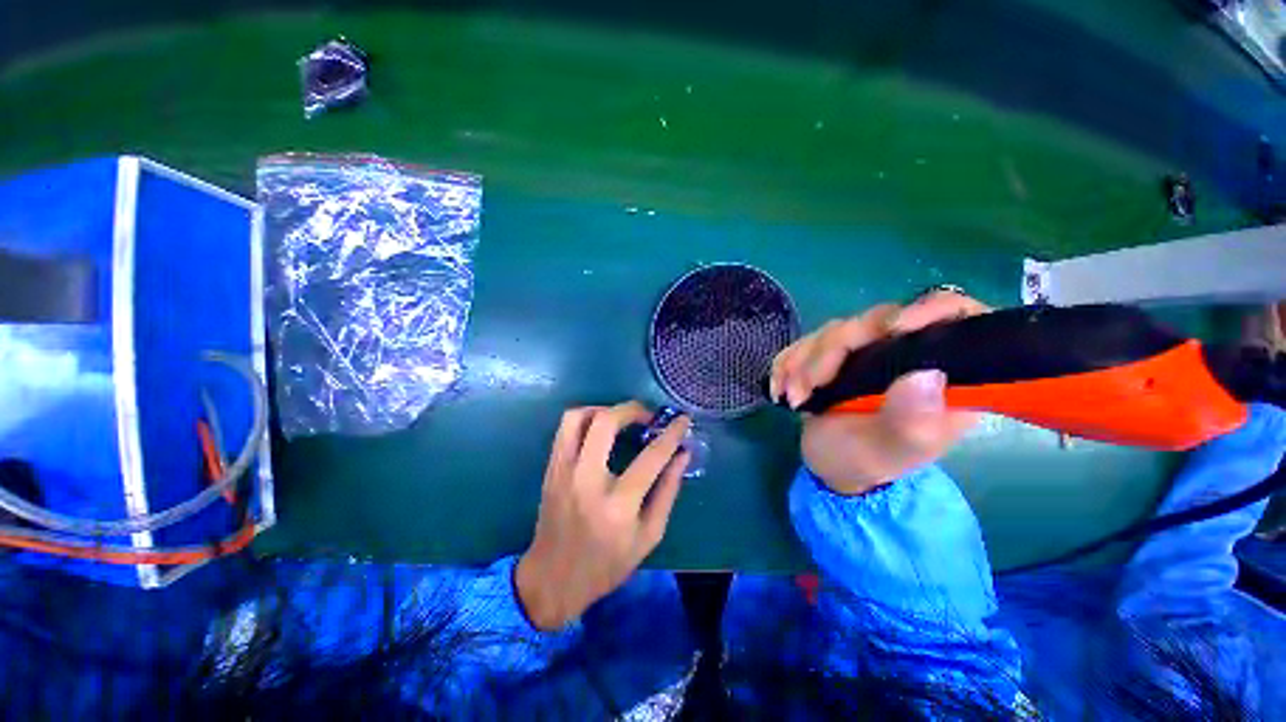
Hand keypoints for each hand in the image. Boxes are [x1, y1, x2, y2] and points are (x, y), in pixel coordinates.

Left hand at [516, 402, 690, 629]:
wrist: (553, 579)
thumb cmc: (607, 564)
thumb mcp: (649, 535)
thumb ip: (668, 491)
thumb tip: (682, 454)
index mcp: (618, 505)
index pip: (651, 457)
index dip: (671, 433)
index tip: (682, 419)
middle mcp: (586, 480)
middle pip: (606, 422)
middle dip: (632, 409)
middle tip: (647, 416)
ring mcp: (563, 471)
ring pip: (578, 417)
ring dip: (603, 409)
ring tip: (621, 418)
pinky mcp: (551, 469)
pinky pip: (565, 428)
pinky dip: (586, 418)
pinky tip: (600, 429)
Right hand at [769, 290, 990, 494]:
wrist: (828, 464)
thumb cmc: (867, 463)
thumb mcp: (891, 452)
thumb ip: (912, 420)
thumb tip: (926, 375)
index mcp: (942, 374)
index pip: (955, 316)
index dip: (929, 310)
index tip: (892, 329)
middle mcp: (906, 353)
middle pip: (876, 321)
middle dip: (831, 352)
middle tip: (807, 389)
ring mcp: (867, 350)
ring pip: (835, 330)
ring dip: (803, 362)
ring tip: (794, 398)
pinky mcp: (834, 353)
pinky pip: (806, 341)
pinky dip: (788, 362)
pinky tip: (781, 388)